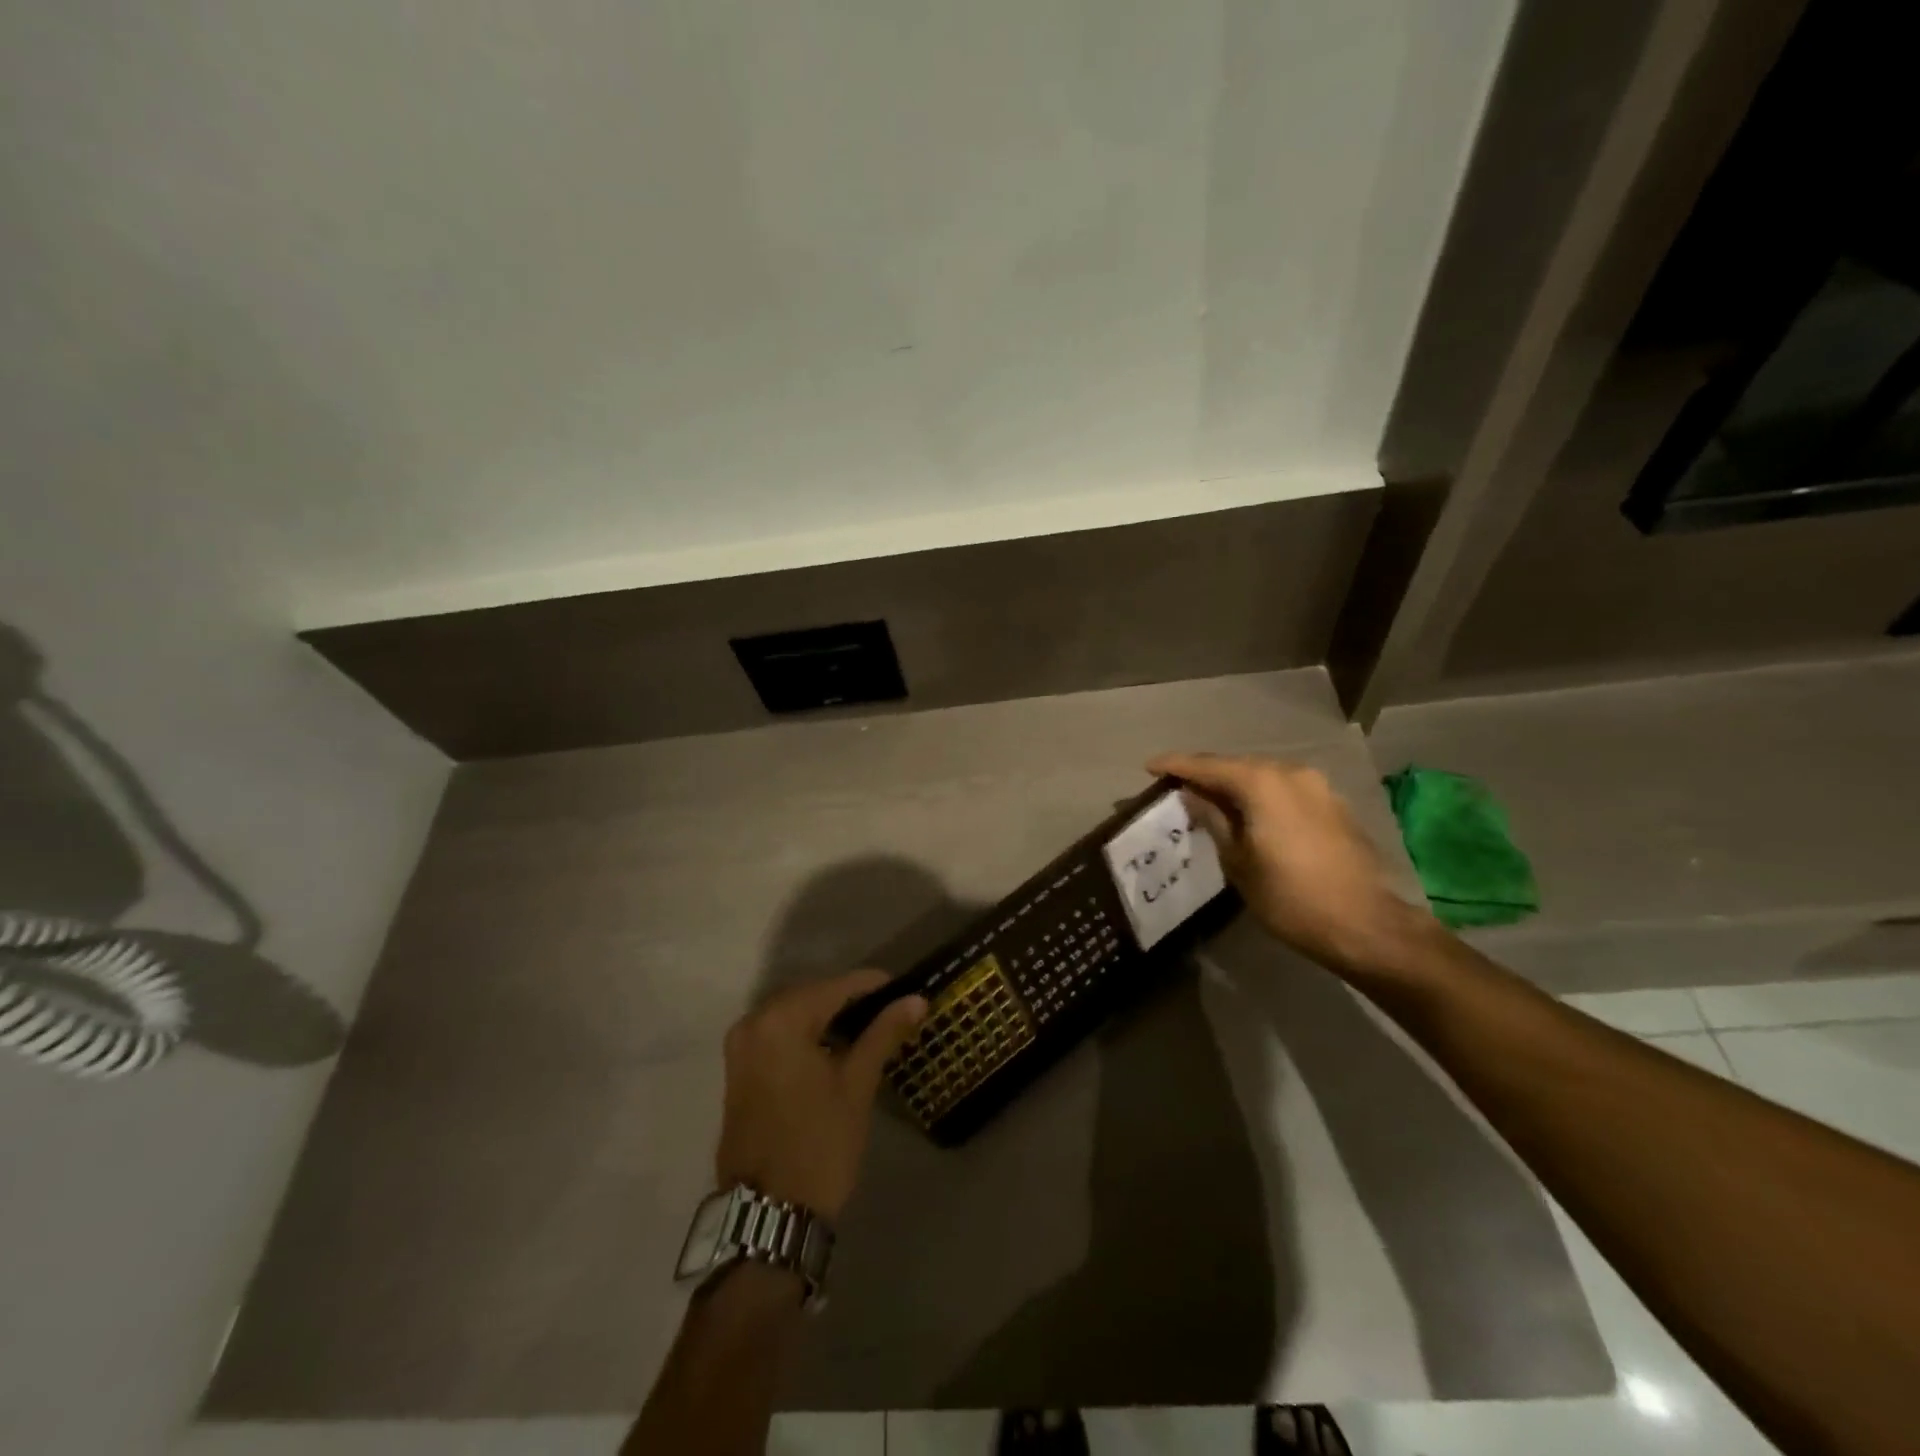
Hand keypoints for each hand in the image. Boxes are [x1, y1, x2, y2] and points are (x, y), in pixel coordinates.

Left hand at [715, 971, 927, 1219]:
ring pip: (792, 1014)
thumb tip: (916, 999)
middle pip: (810, 995)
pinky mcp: (737, 1070)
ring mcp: (740, 1047)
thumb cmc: (819, 1144)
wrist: (770, 1214)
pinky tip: (833, 1047)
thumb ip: (884, 1033)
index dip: (872, 985)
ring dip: (826, 1016)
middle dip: (848, 999)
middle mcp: (754, 1023)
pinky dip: (804, 1034)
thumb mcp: (857, 1084)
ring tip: (868, 1028)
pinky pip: (776, 1034)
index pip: (835, 987)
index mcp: (781, 1021)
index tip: (905, 988)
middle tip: (889, 1010)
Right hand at [1147, 752, 1435, 977]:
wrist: (1366, 925)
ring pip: (1263, 777)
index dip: (1175, 765)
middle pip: (1236, 766)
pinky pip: (1284, 790)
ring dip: (1235, 786)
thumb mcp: (1238, 862)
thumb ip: (1213, 820)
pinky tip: (1249, 814)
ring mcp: (1317, 787)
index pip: (1207, 765)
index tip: (1149, 767)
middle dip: (1206, 774)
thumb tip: (1191, 796)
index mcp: (1262, 783)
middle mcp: (1290, 773)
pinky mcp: (1333, 805)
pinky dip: (1261, 796)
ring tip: (1210, 801)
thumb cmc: (1290, 897)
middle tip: (1177, 787)